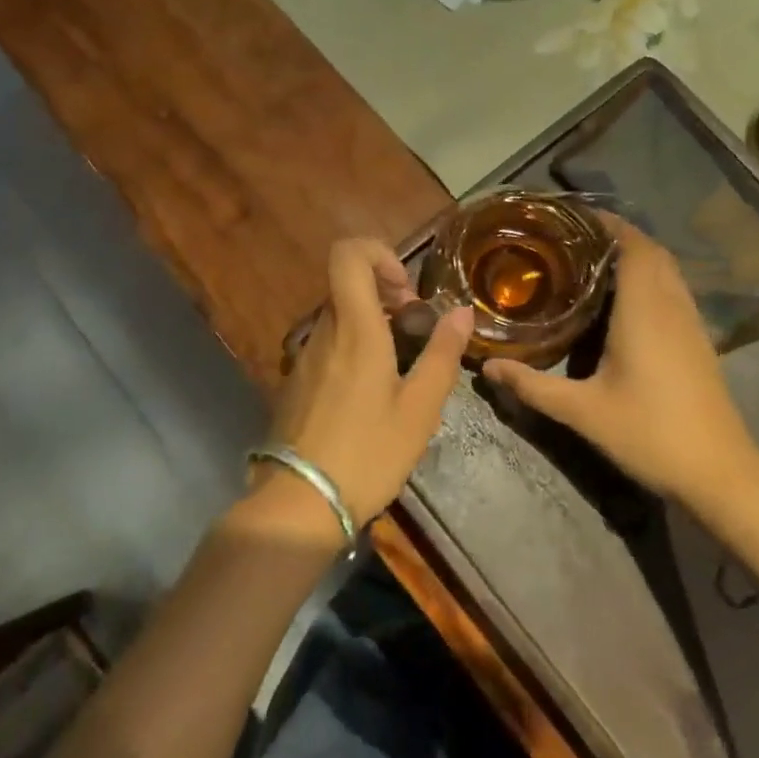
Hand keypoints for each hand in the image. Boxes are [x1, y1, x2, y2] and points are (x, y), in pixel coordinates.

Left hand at [260, 238, 474, 531]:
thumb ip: (443, 354)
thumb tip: (462, 310)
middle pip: (347, 285)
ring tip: (400, 365)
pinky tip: (371, 392)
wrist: (300, 503)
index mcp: (355, 329)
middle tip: (415, 330)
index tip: (407, 292)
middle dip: (386, 294)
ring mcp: (304, 356)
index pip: (347, 254)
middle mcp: (323, 331)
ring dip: (372, 323)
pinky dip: (354, 347)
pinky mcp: (296, 381)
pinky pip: (328, 344)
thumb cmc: (369, 453)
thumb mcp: (420, 408)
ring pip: (339, 316)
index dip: (379, 254)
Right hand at [483, 218, 753, 504]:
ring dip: (637, 256)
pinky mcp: (699, 341)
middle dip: (618, 236)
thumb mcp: (582, 411)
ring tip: (594, 262)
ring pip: (667, 270)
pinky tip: (626, 303)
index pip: (633, 245)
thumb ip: (533, 386)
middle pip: (652, 251)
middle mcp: (672, 306)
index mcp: (645, 310)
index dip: (609, 223)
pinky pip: (674, 291)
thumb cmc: (649, 433)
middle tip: (574, 240)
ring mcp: (691, 323)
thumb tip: (487, 367)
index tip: (574, 217)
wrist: (718, 471)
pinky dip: (651, 279)